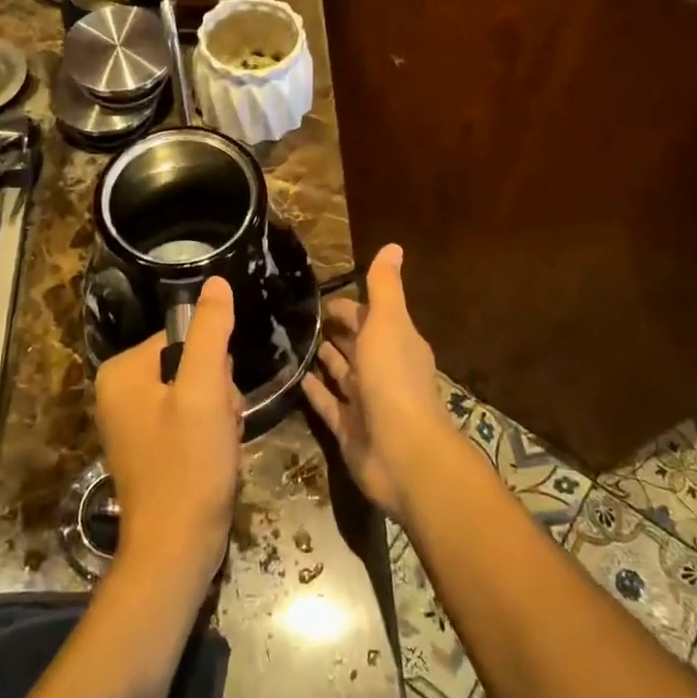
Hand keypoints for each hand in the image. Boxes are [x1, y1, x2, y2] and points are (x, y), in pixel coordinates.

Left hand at [94, 276, 241, 591]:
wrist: (176, 550)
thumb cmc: (188, 466)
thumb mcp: (204, 390)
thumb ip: (211, 332)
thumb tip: (216, 282)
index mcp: (121, 371)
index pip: (184, 338)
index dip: (214, 366)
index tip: (218, 400)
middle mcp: (118, 391)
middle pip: (189, 365)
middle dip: (216, 394)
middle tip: (218, 427)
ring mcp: (131, 422)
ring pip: (195, 394)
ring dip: (217, 415)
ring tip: (218, 445)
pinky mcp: (148, 448)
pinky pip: (187, 420)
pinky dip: (207, 436)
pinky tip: (213, 459)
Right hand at [302, 245, 460, 520]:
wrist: (402, 451)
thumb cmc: (393, 379)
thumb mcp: (389, 323)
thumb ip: (385, 287)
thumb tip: (393, 245)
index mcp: (397, 343)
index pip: (370, 317)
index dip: (349, 306)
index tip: (319, 297)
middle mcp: (383, 370)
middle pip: (356, 345)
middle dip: (336, 331)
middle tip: (300, 317)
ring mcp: (366, 402)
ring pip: (342, 374)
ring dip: (325, 359)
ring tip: (294, 342)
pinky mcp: (349, 429)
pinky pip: (328, 404)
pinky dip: (315, 391)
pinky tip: (295, 378)